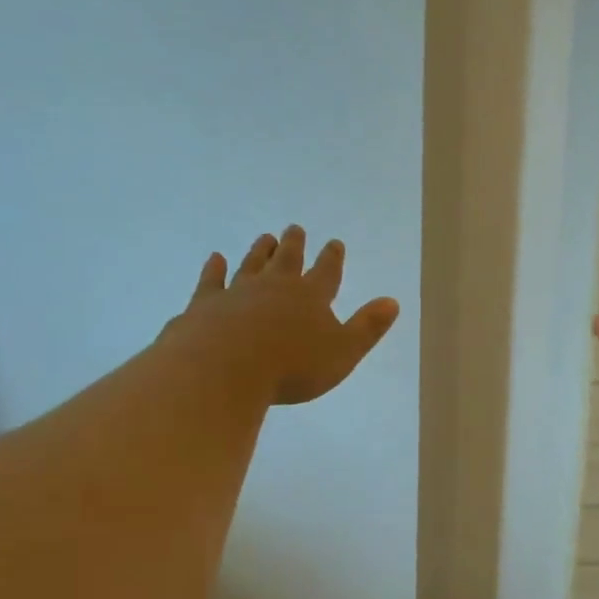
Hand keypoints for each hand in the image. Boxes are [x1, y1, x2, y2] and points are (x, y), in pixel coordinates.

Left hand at [178, 226, 399, 405]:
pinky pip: (212, 280)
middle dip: (294, 244)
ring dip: (260, 251)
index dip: (332, 258)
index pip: (327, 271)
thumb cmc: (292, 367)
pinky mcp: (206, 303)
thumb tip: (392, 302)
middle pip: (287, 259)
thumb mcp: (343, 352)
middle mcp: (275, 286)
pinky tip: (216, 259)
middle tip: (295, 229)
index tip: (334, 242)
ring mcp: (238, 292)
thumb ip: (367, 327)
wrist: (224, 370)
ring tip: (266, 238)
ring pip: (252, 264)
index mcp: (311, 297)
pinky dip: (215, 269)